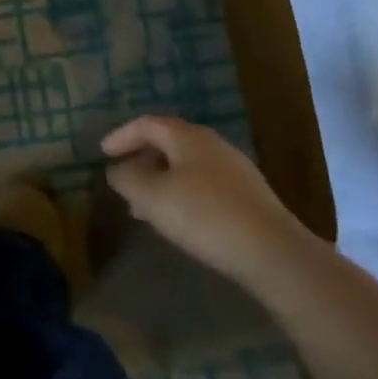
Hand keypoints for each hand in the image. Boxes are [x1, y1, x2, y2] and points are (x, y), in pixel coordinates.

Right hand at [100, 116, 312, 283]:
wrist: (274, 253)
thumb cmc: (204, 216)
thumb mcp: (151, 197)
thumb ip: (127, 178)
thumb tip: (118, 170)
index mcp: (188, 137)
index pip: (146, 124)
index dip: (121, 136)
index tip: (103, 153)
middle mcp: (213, 145)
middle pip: (168, 144)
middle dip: (141, 161)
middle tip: (123, 182)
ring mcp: (235, 170)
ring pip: (186, 167)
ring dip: (160, 181)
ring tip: (144, 208)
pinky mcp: (249, 197)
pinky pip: (204, 185)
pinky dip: (181, 194)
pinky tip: (178, 219)